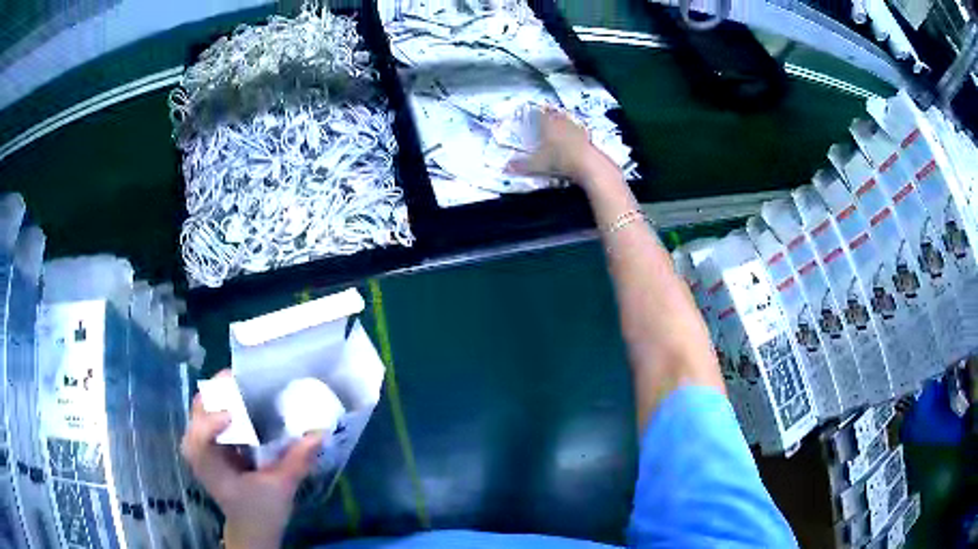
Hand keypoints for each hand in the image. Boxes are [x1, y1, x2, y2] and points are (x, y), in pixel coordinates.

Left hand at [181, 370, 325, 548]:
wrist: (251, 526)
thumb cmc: (262, 510)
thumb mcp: (281, 488)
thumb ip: (297, 461)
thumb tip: (319, 432)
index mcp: (211, 468)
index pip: (199, 439)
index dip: (211, 421)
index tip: (235, 412)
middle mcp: (197, 452)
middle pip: (198, 412)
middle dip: (217, 393)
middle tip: (243, 380)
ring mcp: (199, 446)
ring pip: (200, 408)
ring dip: (219, 394)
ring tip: (243, 385)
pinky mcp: (206, 443)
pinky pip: (206, 413)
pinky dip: (220, 402)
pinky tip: (239, 401)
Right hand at [505, 106, 615, 185]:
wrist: (586, 163)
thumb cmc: (559, 160)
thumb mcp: (537, 165)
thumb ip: (521, 165)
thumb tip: (505, 167)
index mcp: (547, 126)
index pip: (541, 114)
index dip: (538, 112)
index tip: (535, 110)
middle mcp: (561, 123)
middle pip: (555, 114)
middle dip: (551, 113)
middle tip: (548, 112)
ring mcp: (575, 128)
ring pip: (567, 119)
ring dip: (564, 119)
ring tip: (561, 120)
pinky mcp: (587, 136)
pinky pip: (579, 129)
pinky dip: (576, 130)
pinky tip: (576, 134)